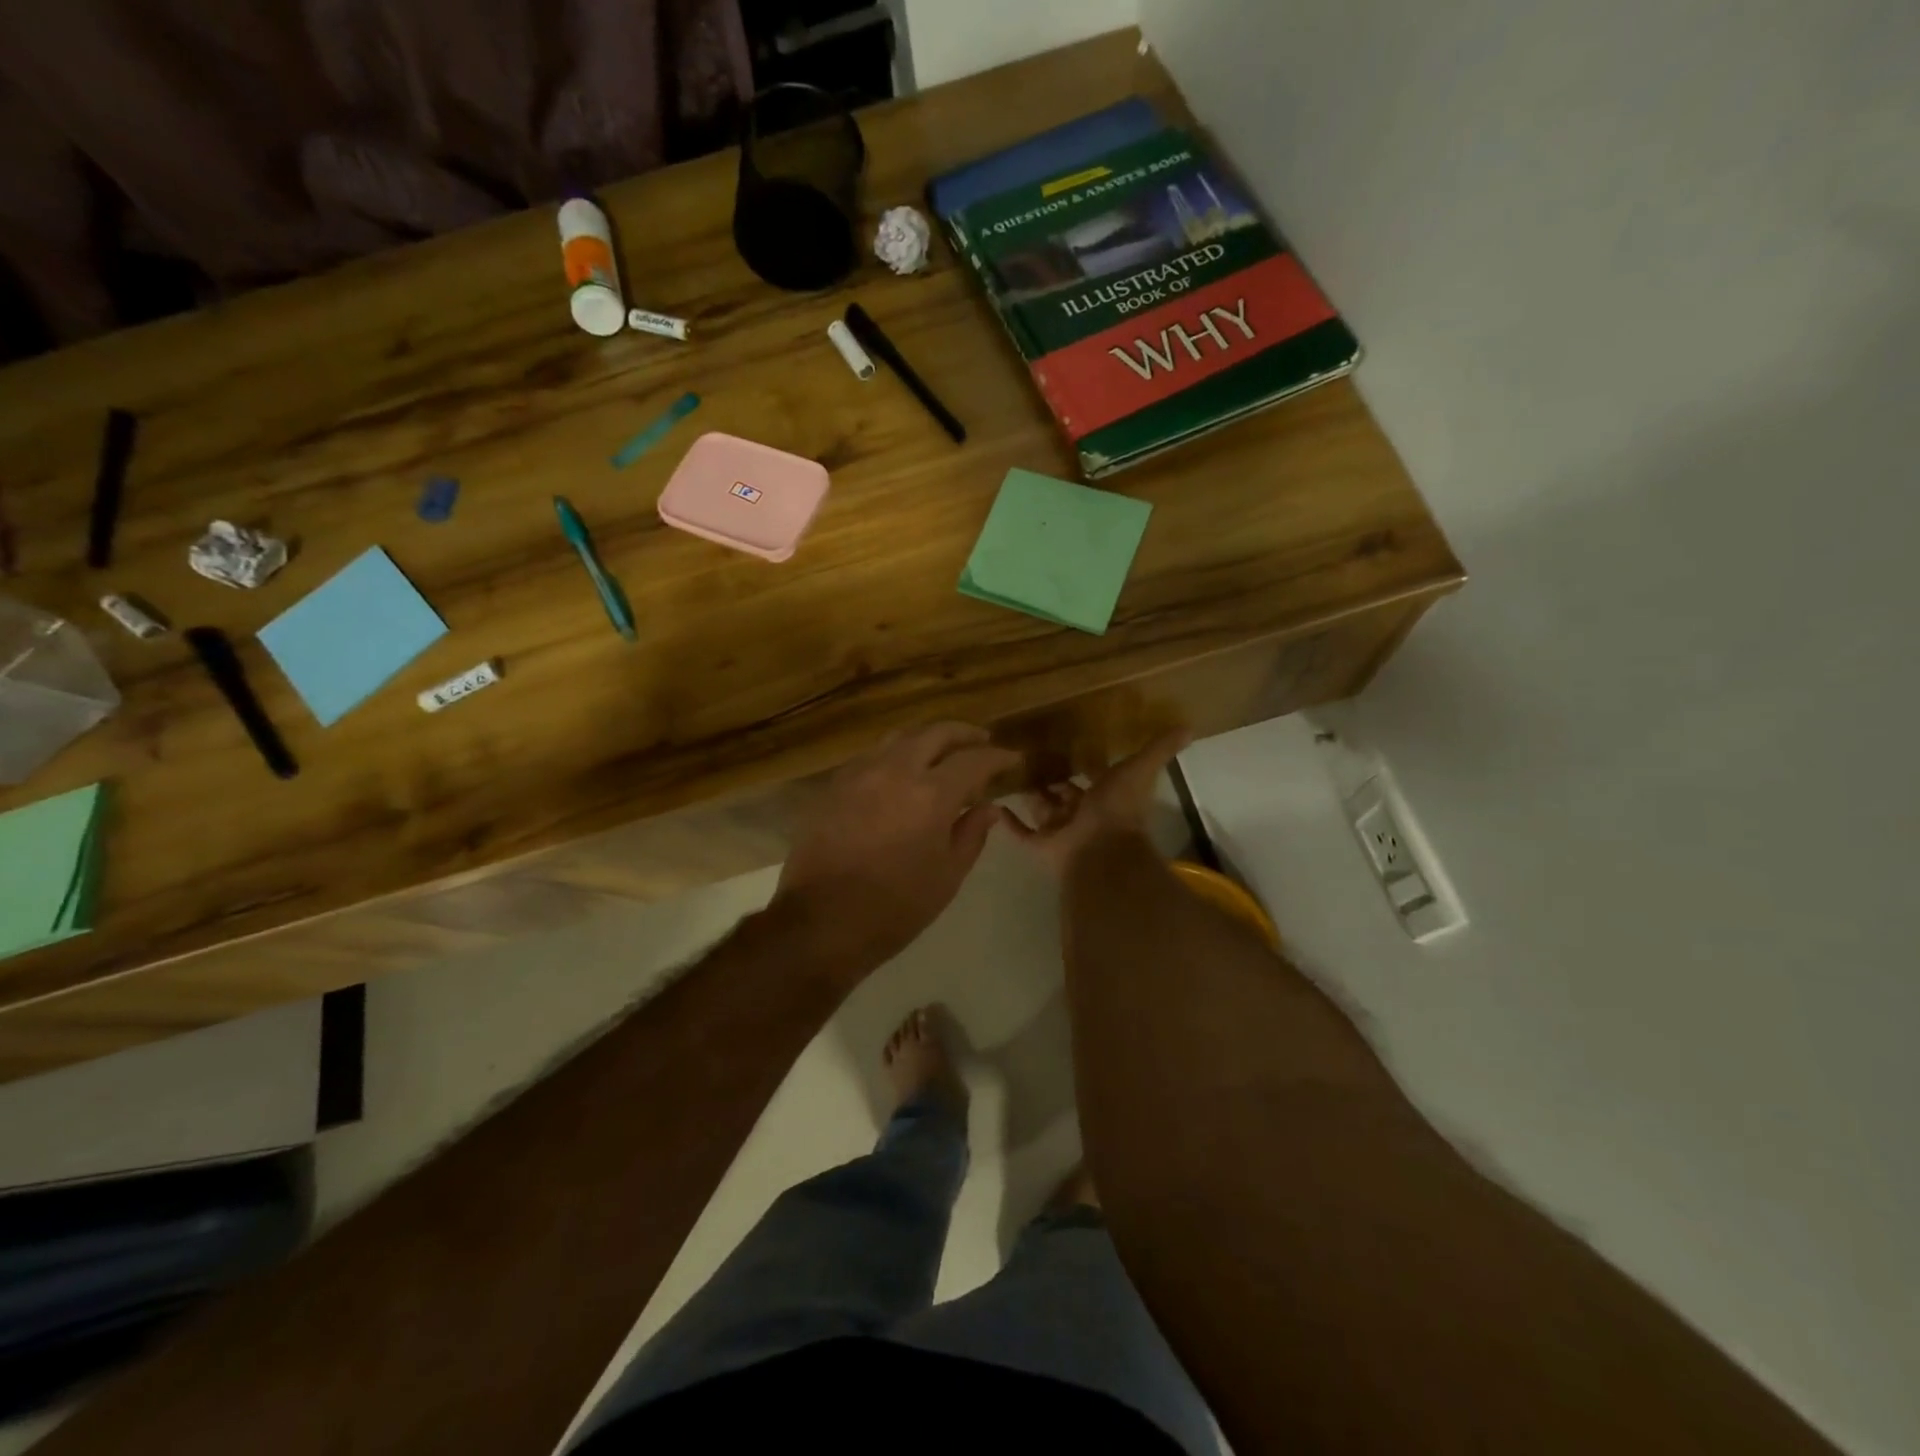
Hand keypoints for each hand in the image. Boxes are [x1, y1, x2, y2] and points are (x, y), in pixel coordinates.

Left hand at [772, 723, 1020, 974]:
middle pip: (935, 733)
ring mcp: (860, 773)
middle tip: (982, 741)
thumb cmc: (895, 908)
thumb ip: (972, 834)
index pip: (974, 760)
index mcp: (930, 794)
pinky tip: (901, 771)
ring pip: (900, 737)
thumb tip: (989, 807)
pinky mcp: (834, 785)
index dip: (998, 756)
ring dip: (928, 738)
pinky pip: (872, 755)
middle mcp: (895, 770)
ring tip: (943, 752)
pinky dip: (896, 754)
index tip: (1013, 758)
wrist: (821, 922)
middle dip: (964, 734)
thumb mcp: (947, 876)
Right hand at [1002, 728, 1191, 876]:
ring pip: (1044, 812)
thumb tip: (1189, 727)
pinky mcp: (1042, 846)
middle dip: (1054, 782)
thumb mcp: (1139, 769)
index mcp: (1107, 797)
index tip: (1068, 747)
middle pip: (1066, 796)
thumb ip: (1160, 749)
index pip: (1095, 778)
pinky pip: (1023, 833)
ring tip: (1009, 775)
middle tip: (1031, 760)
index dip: (1086, 766)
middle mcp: (1085, 815)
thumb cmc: (1118, 808)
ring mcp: (1062, 831)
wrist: (1100, 850)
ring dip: (1032, 798)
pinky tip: (995, 805)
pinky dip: (1010, 822)